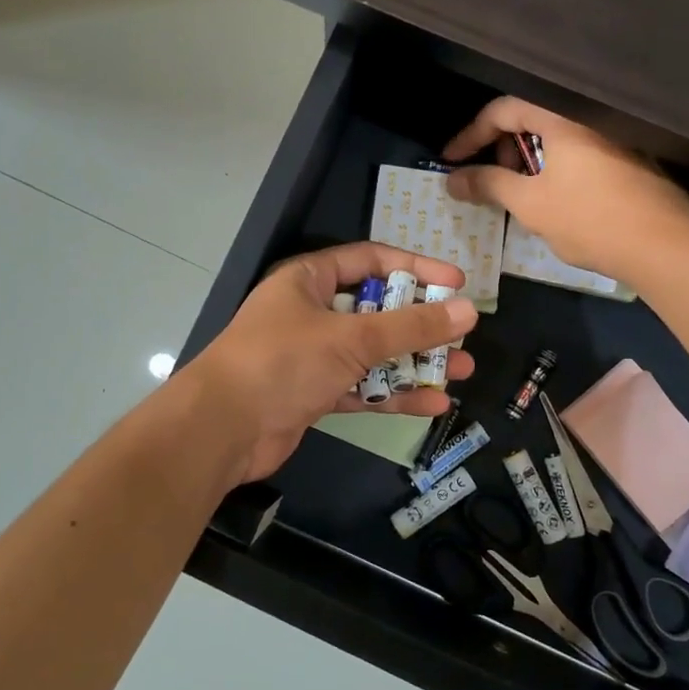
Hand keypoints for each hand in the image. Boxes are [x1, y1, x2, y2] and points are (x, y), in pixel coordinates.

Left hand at [190, 242, 479, 483]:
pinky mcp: (314, 392)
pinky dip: (394, 394)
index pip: (371, 260)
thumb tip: (466, 310)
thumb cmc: (283, 362)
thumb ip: (410, 326)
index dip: (415, 267)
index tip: (456, 282)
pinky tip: (434, 403)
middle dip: (421, 322)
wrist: (222, 428)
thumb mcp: (350, 338)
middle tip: (463, 333)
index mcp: (309, 279)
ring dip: (415, 361)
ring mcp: (312, 354)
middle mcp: (312, 311)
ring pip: (373, 352)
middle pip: (376, 309)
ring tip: (463, 370)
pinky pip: (362, 387)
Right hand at [442, 98, 688, 285]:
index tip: (451, 161)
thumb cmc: (591, 218)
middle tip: (488, 178)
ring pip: (556, 138)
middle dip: (501, 147)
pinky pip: (578, 152)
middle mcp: (590, 118)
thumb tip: (452, 178)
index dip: (471, 134)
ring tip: (518, 194)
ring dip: (528, 160)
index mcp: (563, 118)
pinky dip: (555, 168)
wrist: (667, 247)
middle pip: (531, 118)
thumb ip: (488, 184)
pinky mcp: (630, 159)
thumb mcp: (530, 203)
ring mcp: (614, 138)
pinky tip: (553, 200)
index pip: (504, 109)